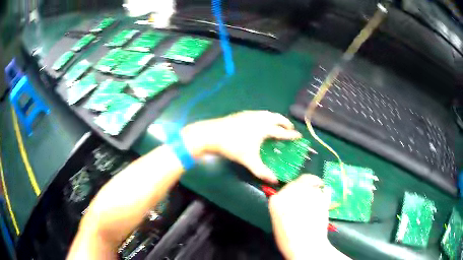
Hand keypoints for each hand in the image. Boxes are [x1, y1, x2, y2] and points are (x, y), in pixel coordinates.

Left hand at [182, 110, 301, 182]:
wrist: (211, 134)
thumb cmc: (232, 146)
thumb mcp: (248, 160)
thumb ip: (262, 171)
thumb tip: (275, 180)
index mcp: (264, 128)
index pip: (282, 131)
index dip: (291, 134)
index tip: (299, 136)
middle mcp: (260, 118)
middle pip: (277, 118)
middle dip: (285, 123)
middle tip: (290, 129)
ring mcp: (250, 114)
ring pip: (268, 113)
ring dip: (276, 118)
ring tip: (278, 125)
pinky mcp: (243, 113)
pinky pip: (260, 113)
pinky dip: (266, 116)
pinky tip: (261, 122)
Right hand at [269, 174, 341, 258]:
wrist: (306, 245)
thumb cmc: (289, 239)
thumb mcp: (279, 222)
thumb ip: (283, 207)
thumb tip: (290, 201)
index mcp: (277, 200)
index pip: (284, 189)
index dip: (291, 192)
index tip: (296, 196)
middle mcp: (291, 192)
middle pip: (297, 182)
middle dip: (303, 187)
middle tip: (307, 197)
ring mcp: (307, 192)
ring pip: (311, 183)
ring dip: (313, 189)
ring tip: (315, 202)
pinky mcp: (321, 195)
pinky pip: (322, 190)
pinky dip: (323, 195)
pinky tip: (322, 204)